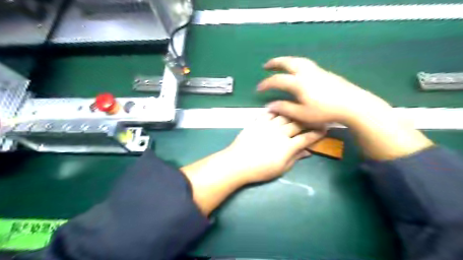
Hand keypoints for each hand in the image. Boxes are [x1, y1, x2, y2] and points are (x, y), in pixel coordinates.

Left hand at [182, 111, 324, 215]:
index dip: (316, 134)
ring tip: (299, 112)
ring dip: (294, 113)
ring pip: (285, 115)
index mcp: (288, 146)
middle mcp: (280, 132)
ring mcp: (268, 125)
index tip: (324, 130)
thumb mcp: (281, 168)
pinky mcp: (257, 122)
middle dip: (308, 121)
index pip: (306, 137)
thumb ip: (295, 158)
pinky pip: (269, 113)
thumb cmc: (260, 170)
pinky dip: (276, 111)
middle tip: (314, 118)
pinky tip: (280, 109)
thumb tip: (308, 152)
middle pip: (298, 123)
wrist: (237, 163)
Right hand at [259, 56, 432, 159]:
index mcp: (298, 83)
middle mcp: (306, 73)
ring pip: (299, 60)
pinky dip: (297, 64)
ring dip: (287, 60)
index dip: (266, 84)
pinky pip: (306, 64)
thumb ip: (285, 108)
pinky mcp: (325, 73)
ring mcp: (317, 71)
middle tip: (266, 65)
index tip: (258, 88)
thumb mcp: (302, 114)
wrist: (353, 105)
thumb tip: (270, 105)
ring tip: (281, 64)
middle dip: (275, 63)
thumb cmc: (325, 112)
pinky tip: (298, 70)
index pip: (277, 80)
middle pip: (288, 63)